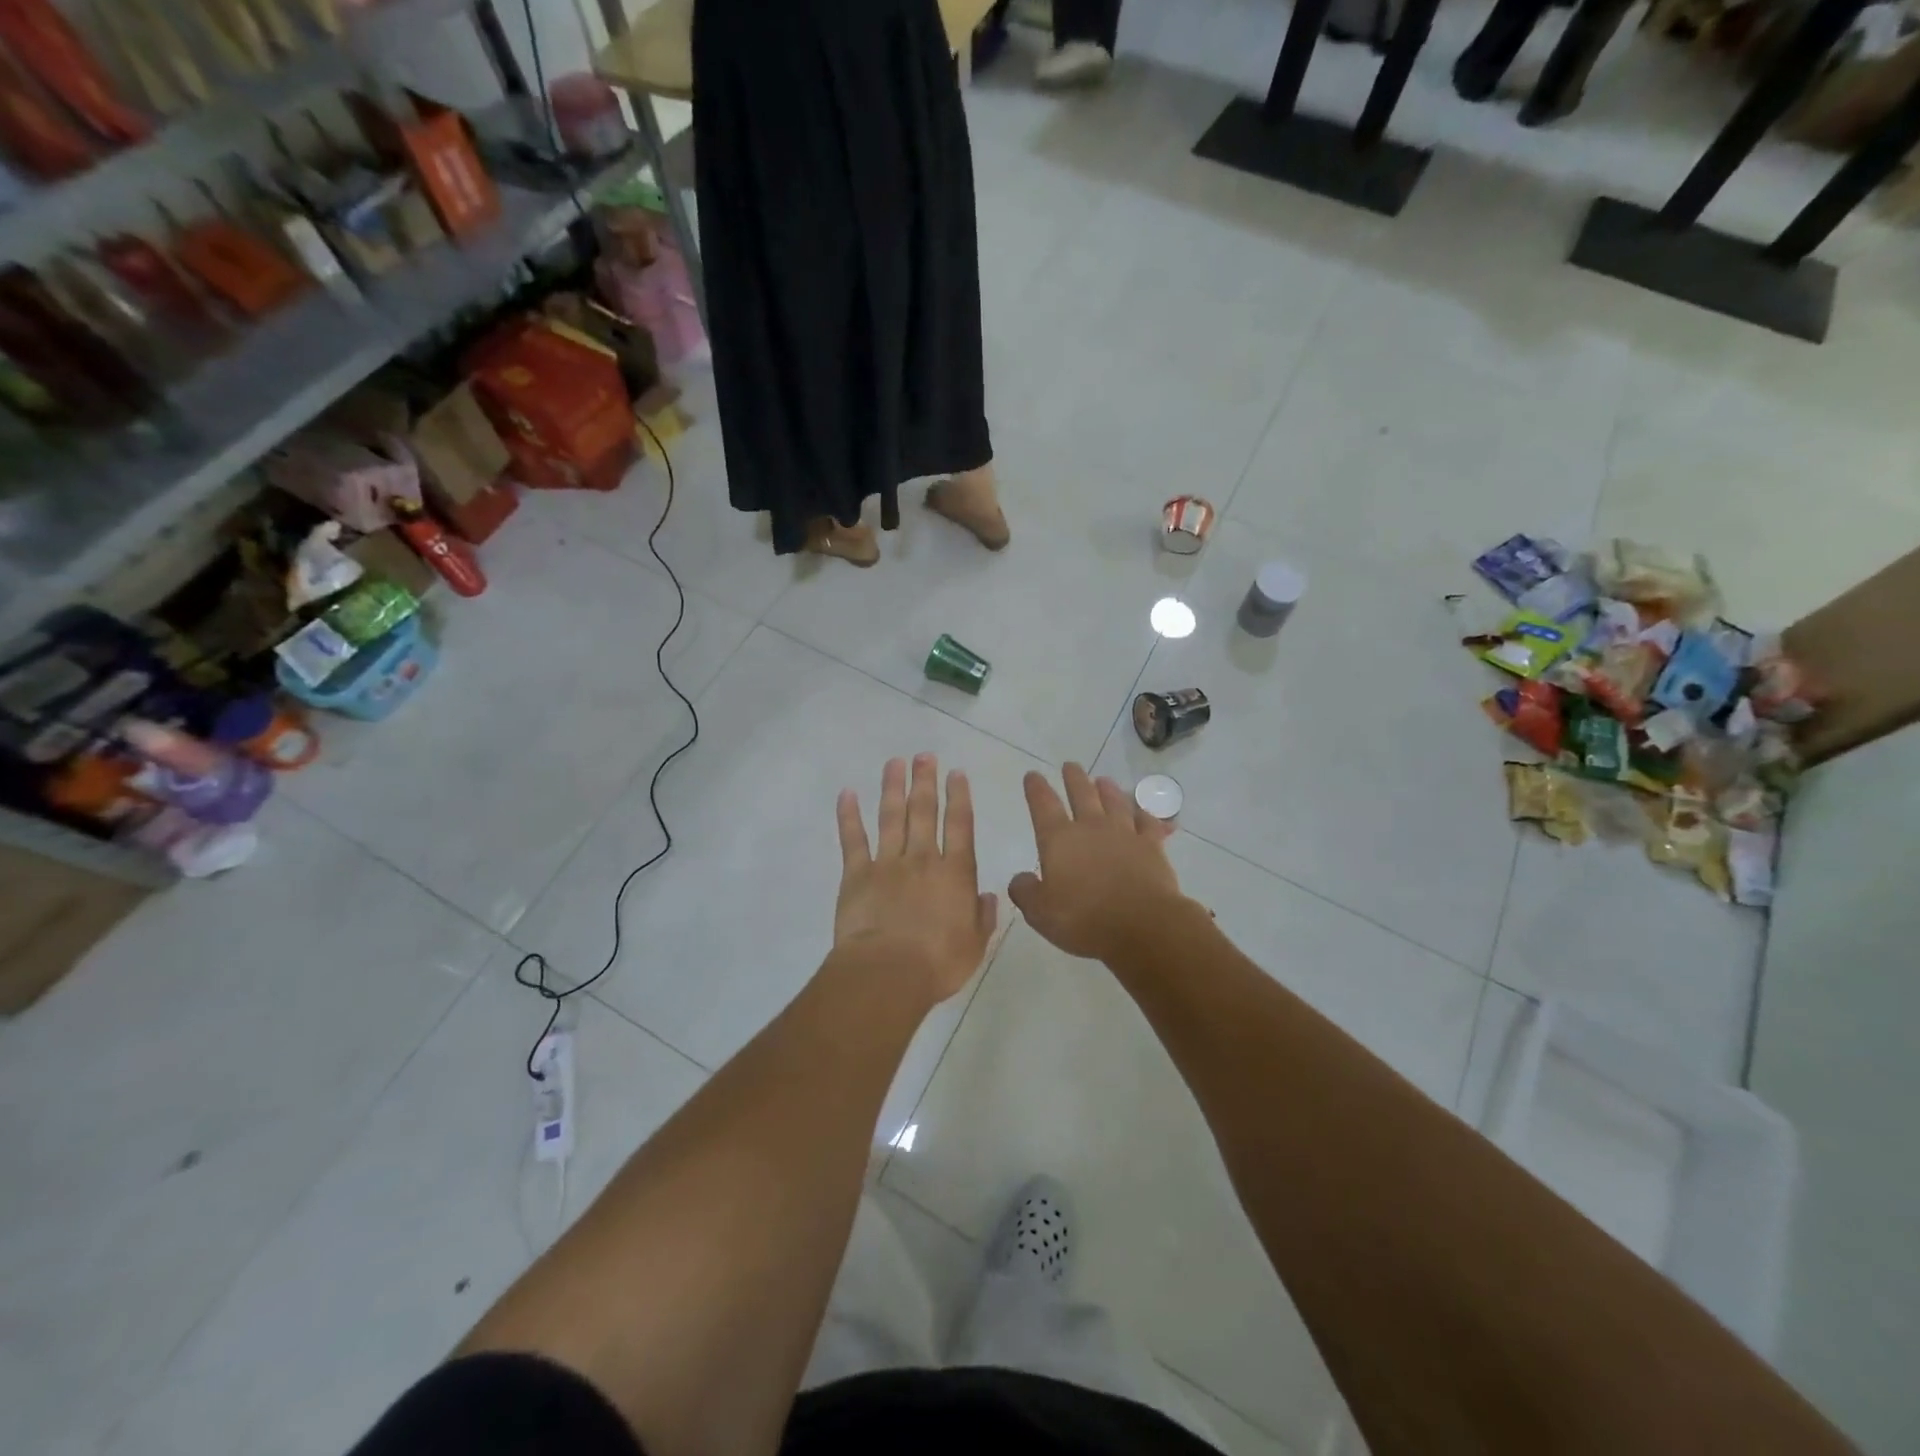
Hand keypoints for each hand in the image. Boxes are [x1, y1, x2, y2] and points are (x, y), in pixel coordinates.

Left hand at [834, 754, 997, 1002]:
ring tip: (895, 762)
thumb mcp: (974, 945)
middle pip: (924, 811)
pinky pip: (852, 839)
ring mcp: (887, 863)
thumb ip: (982, 917)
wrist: (888, 972)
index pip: (960, 826)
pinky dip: (849, 815)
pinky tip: (848, 793)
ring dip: (893, 787)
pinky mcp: (857, 874)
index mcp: (955, 874)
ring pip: (892, 816)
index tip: (956, 773)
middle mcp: (922, 859)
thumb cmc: (937, 963)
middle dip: (926, 781)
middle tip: (925, 756)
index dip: (959, 797)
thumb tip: (988, 896)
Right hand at [1008, 764, 1188, 961]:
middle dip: (1073, 779)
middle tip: (1070, 765)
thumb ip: (1025, 892)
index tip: (1032, 775)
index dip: (1036, 789)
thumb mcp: (1040, 912)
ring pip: (1115, 802)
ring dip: (1108, 790)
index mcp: (1059, 839)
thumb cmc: (1083, 918)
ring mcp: (1125, 834)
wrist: (1142, 925)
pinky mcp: (1152, 846)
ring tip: (1103, 780)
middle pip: (1082, 794)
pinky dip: (1145, 815)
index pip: (1043, 805)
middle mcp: (1091, 827)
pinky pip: (1148, 823)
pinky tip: (1144, 812)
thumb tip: (1020, 879)